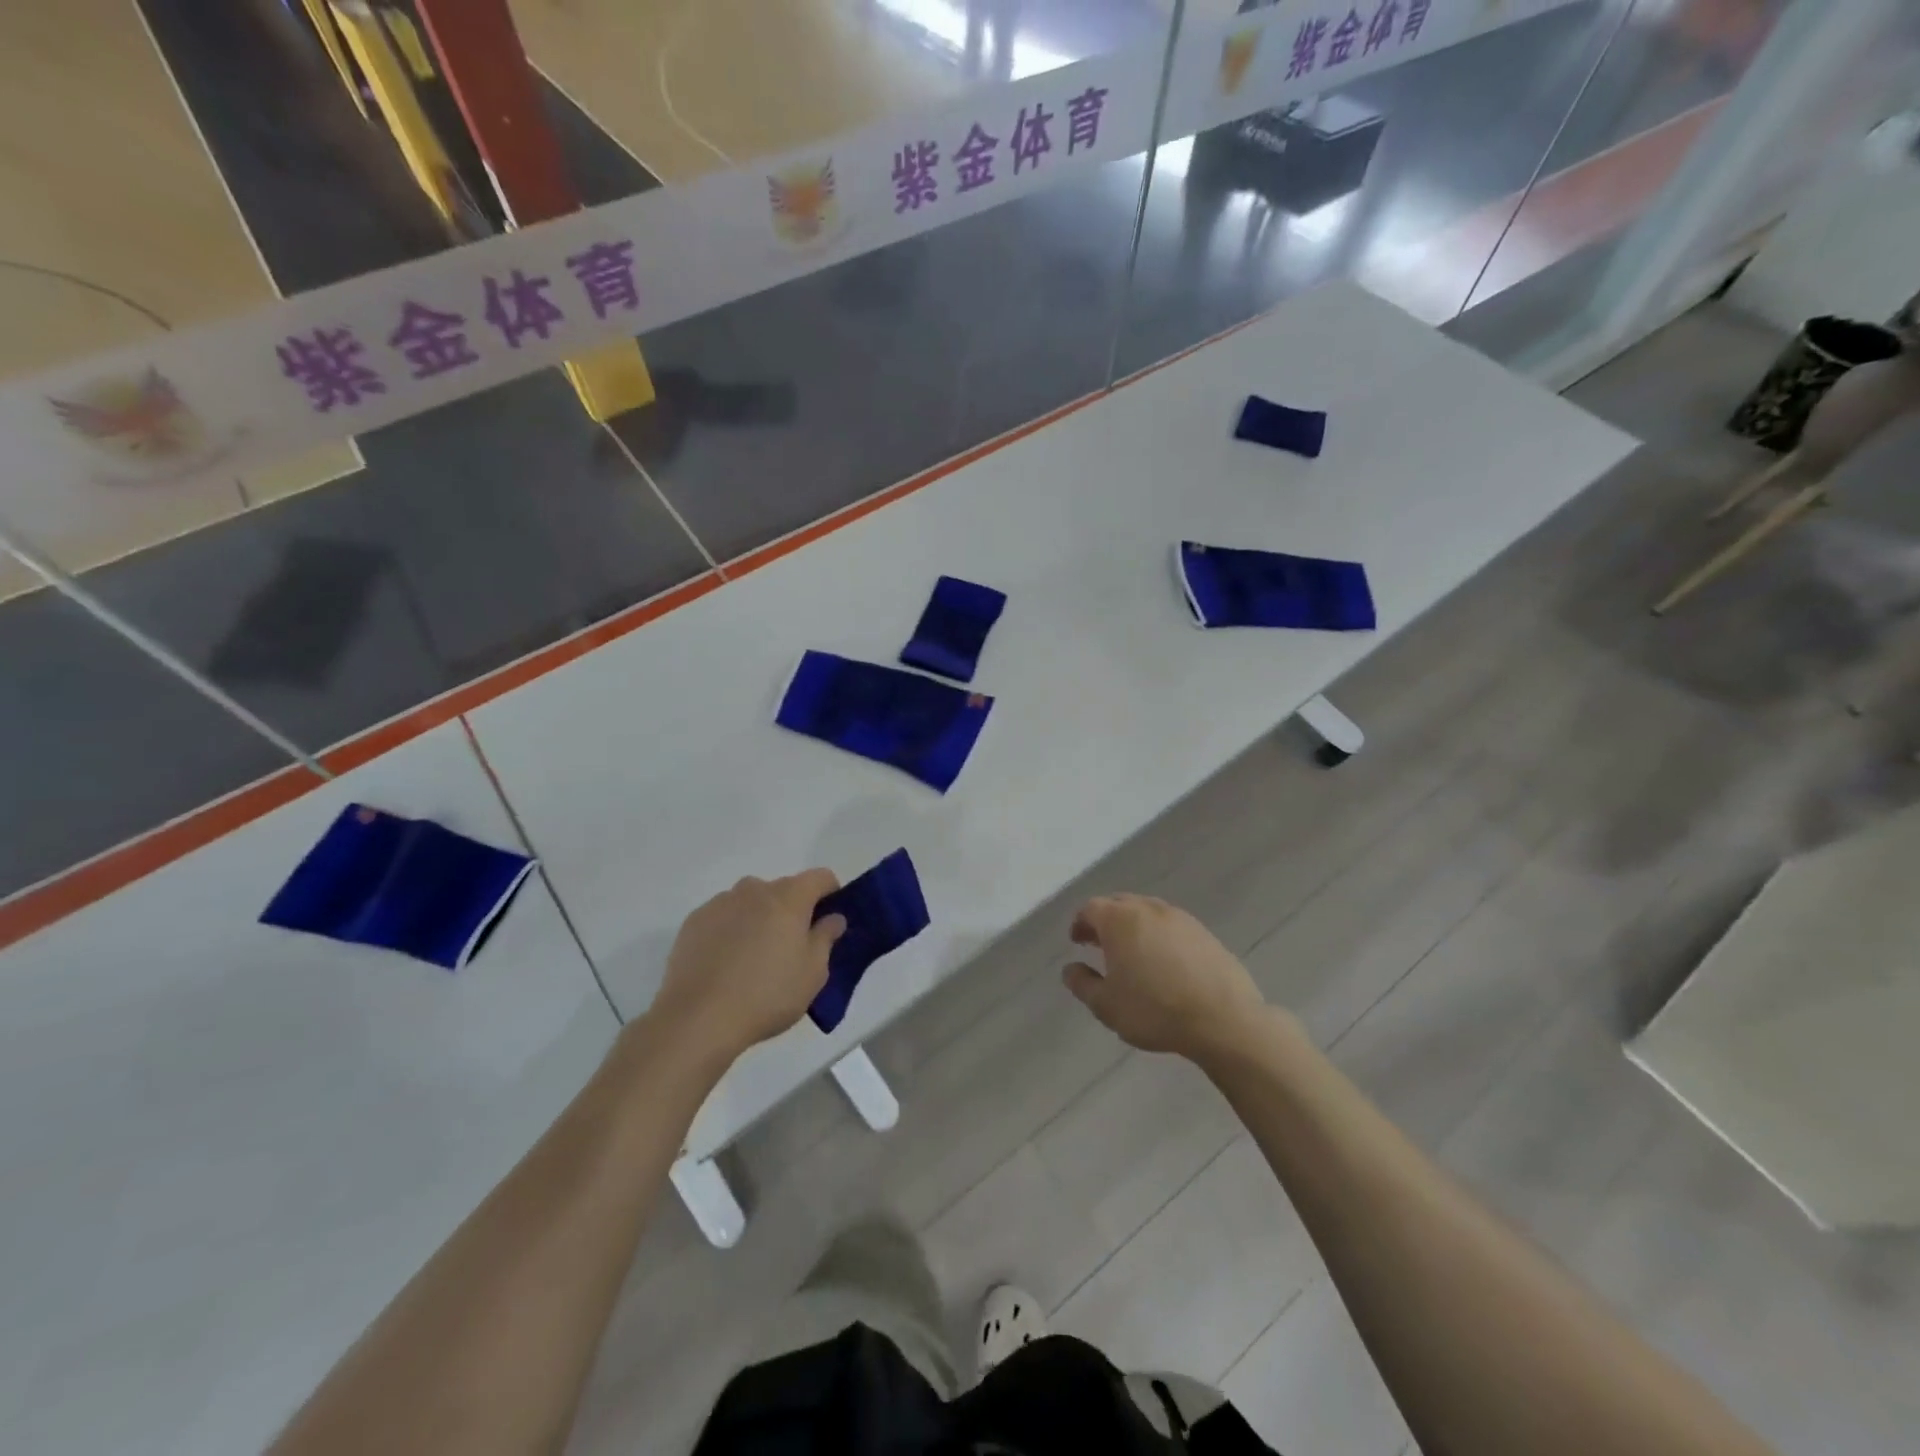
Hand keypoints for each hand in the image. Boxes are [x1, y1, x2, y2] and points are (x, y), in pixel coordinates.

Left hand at [651, 870, 845, 1064]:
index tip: (829, 920)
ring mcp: (720, 903)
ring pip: (751, 901)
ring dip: (760, 917)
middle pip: (783, 889)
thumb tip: (832, 918)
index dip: (831, 893)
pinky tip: (726, 963)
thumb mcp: (812, 973)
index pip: (820, 877)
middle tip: (792, 947)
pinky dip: (731, 929)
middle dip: (793, 910)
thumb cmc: (766, 995)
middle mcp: (754, 890)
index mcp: (789, 898)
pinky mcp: (694, 921)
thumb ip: (826, 938)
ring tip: (754, 957)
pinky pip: (724, 916)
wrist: (697, 1019)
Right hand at [1063, 894, 1269, 1061]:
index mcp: (1119, 920)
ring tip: (1132, 954)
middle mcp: (1148, 909)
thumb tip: (1070, 969)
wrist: (1223, 1019)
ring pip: (1147, 913)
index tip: (1077, 941)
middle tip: (1100, 944)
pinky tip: (1164, 963)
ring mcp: (1180, 918)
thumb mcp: (1106, 1005)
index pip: (1090, 908)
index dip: (1080, 923)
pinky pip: (1171, 926)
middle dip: (1105, 921)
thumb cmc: (1155, 1010)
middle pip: (1119, 904)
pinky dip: (1159, 936)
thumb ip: (1082, 984)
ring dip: (1133, 927)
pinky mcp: (1204, 933)